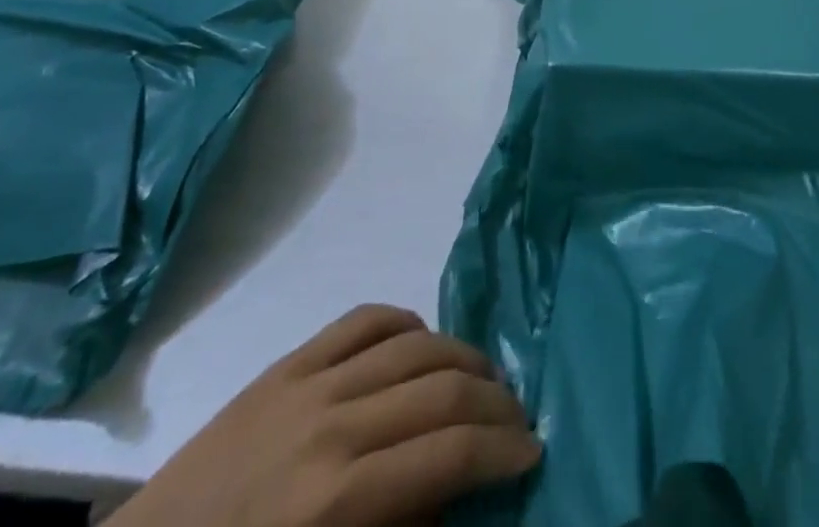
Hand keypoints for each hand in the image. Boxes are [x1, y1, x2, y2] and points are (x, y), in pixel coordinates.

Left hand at [110, 305, 539, 526]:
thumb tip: (456, 494)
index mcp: (339, 498)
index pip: (449, 451)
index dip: (502, 450)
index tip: (532, 453)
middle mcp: (332, 423)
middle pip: (441, 388)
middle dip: (494, 402)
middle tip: (519, 419)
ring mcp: (308, 382)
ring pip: (413, 343)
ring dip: (462, 356)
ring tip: (485, 379)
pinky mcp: (286, 363)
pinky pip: (363, 320)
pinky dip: (405, 323)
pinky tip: (423, 342)